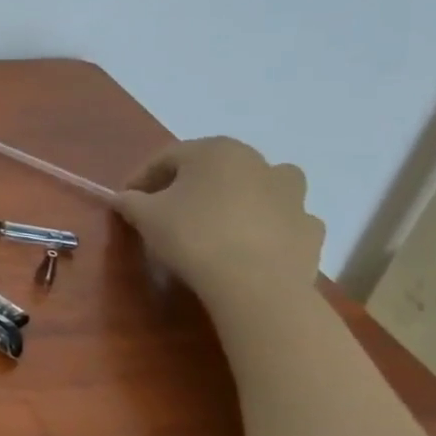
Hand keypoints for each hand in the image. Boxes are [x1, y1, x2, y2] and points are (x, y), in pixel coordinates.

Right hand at [114, 138, 324, 302]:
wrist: (256, 285)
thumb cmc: (194, 236)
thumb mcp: (145, 215)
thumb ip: (130, 201)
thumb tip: (124, 198)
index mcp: (215, 150)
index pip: (166, 158)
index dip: (142, 178)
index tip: (127, 200)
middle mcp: (258, 162)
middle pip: (212, 169)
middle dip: (187, 186)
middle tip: (165, 211)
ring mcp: (292, 195)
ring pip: (257, 187)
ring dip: (237, 198)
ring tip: (216, 222)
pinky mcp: (310, 229)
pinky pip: (281, 220)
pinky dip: (266, 226)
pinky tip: (249, 245)